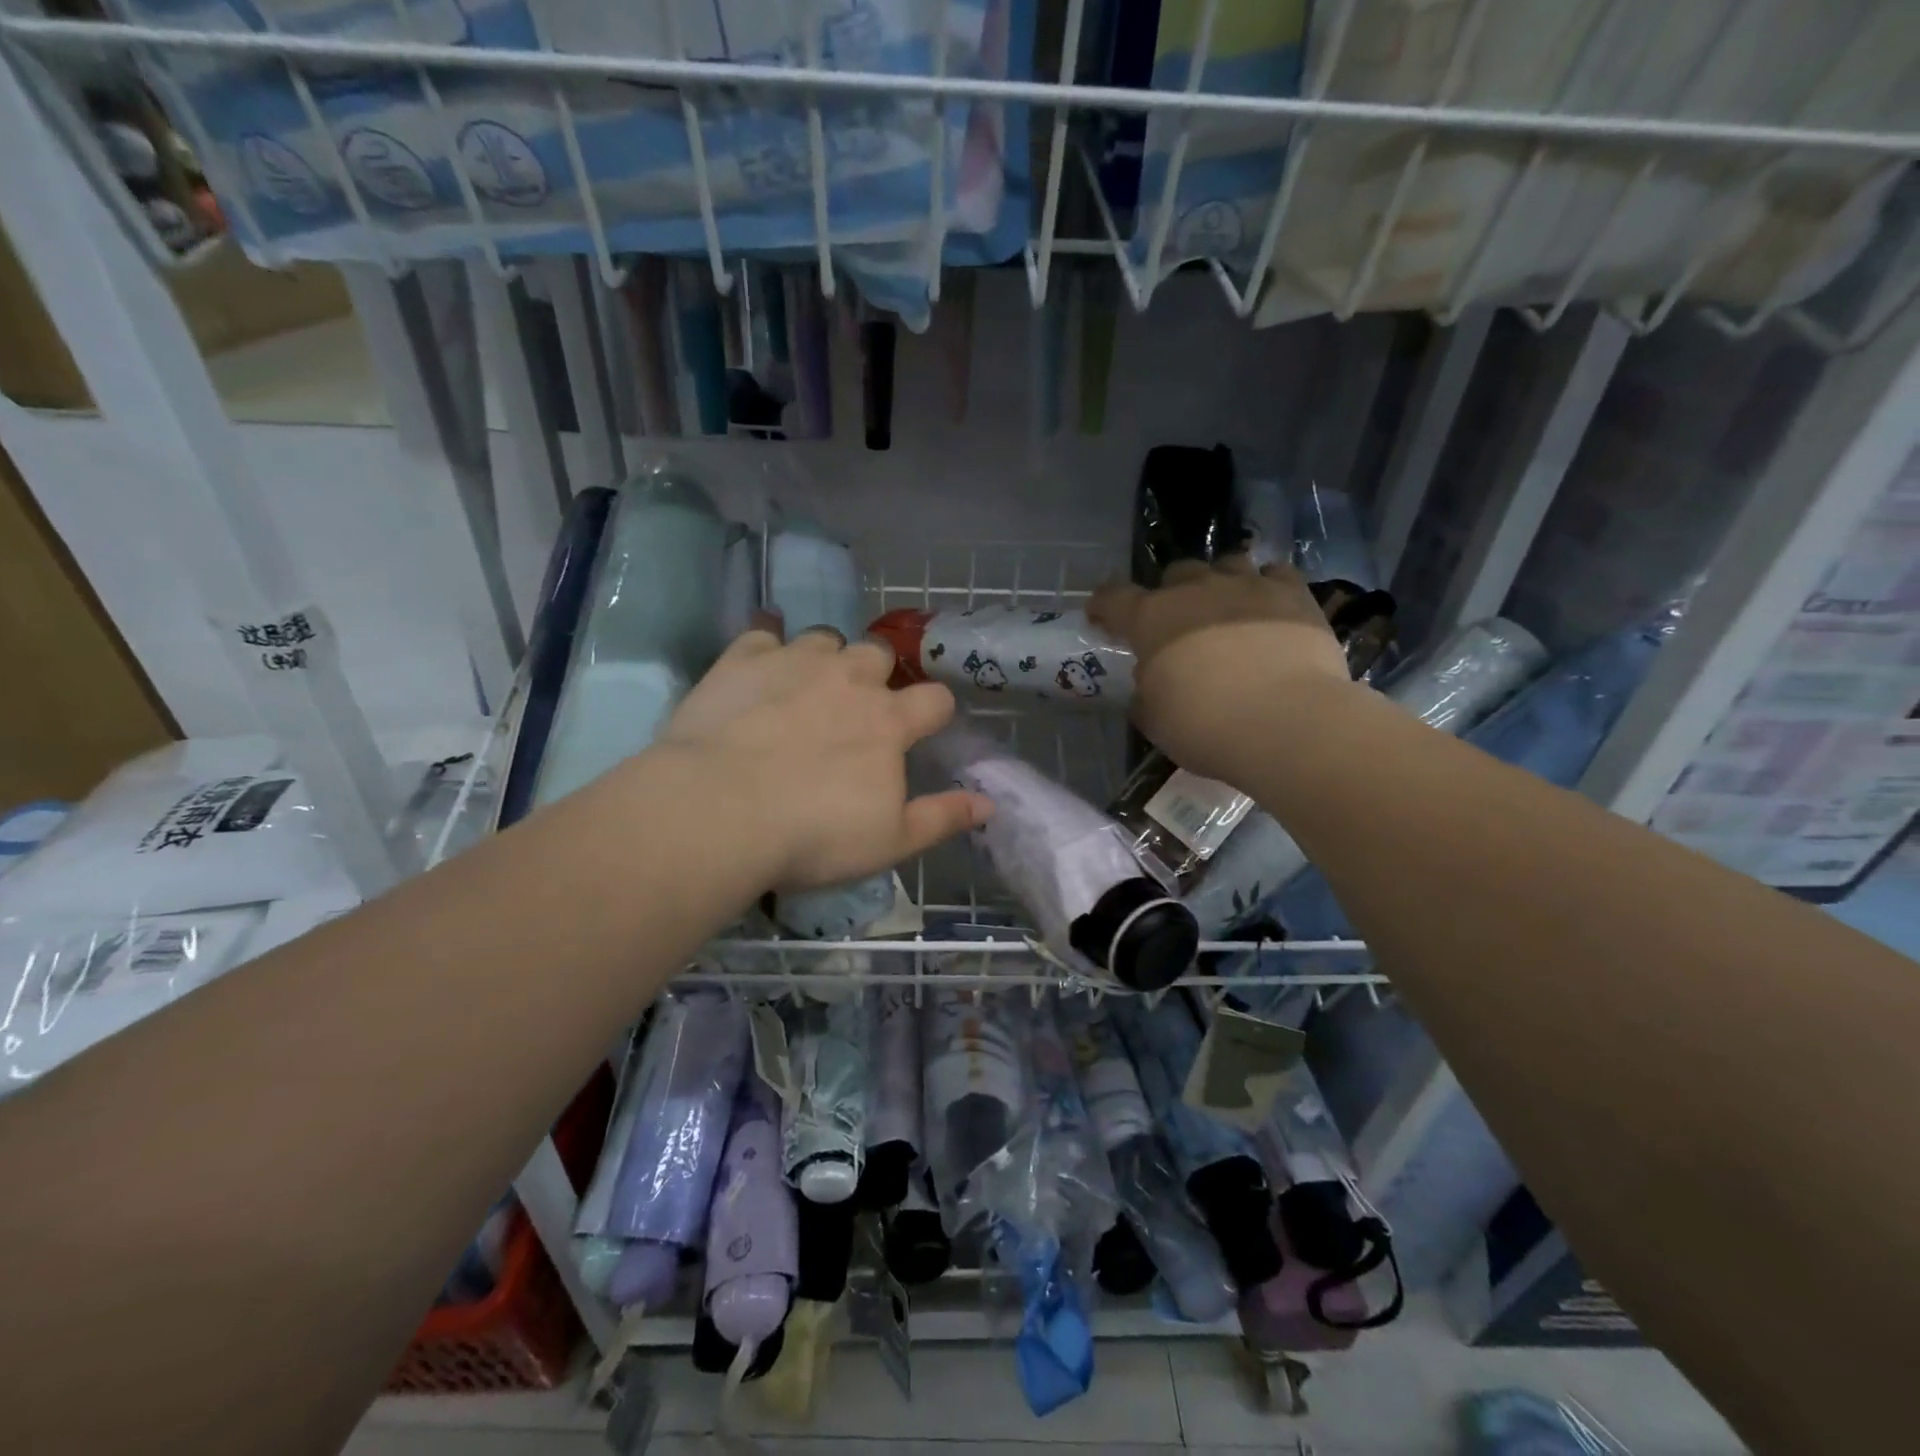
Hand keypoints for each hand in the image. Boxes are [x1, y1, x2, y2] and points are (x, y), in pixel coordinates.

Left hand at [656, 624, 992, 891]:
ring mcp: (796, 661)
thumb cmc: (812, 834)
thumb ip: (942, 818)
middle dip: (876, 674)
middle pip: (879, 654)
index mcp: (889, 721)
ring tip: (808, 684)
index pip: (934, 699)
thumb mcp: (889, 842)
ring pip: (826, 637)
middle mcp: (849, 678)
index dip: (934, 710)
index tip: (924, 727)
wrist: (719, 812)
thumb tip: (989, 803)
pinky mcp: (744, 658)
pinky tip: (760, 657)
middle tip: (857, 706)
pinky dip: (767, 640)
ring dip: (826, 656)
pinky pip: (763, 631)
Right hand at [1089, 558, 1353, 781]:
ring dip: (1220, 583)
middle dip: (1172, 594)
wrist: (1286, 723)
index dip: (1103, 605)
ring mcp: (1247, 586)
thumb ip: (1146, 694)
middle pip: (1175, 574)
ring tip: (1226, 609)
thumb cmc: (1206, 726)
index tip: (1100, 616)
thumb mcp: (1155, 720)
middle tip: (1177, 624)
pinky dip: (1266, 586)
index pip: (1114, 598)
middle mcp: (1195, 590)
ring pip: (1226, 564)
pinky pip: (1274, 573)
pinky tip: (1268, 606)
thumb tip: (1151, 684)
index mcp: (1151, 619)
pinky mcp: (1293, 594)